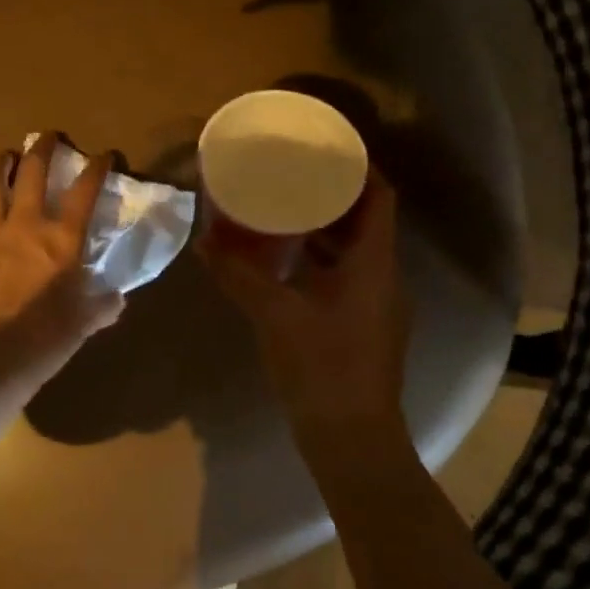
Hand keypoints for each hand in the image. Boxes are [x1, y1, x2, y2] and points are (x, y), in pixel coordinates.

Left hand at [0, 133, 123, 397]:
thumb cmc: (46, 337)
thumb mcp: (85, 323)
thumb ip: (103, 305)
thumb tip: (116, 299)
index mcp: (62, 238)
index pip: (84, 191)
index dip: (97, 168)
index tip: (105, 155)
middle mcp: (25, 224)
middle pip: (32, 171)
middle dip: (42, 148)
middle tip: (47, 138)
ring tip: (4, 157)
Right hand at [201, 177, 409, 439]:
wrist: (352, 439)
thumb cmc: (321, 368)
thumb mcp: (274, 315)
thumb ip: (239, 275)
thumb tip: (204, 243)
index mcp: (374, 264)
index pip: (380, 197)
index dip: (360, 168)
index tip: (327, 149)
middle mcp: (384, 277)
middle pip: (368, 221)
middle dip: (334, 196)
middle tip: (294, 176)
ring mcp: (378, 305)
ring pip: (357, 252)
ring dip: (327, 230)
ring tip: (286, 212)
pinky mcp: (365, 327)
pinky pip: (348, 277)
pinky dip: (323, 262)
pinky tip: (289, 264)